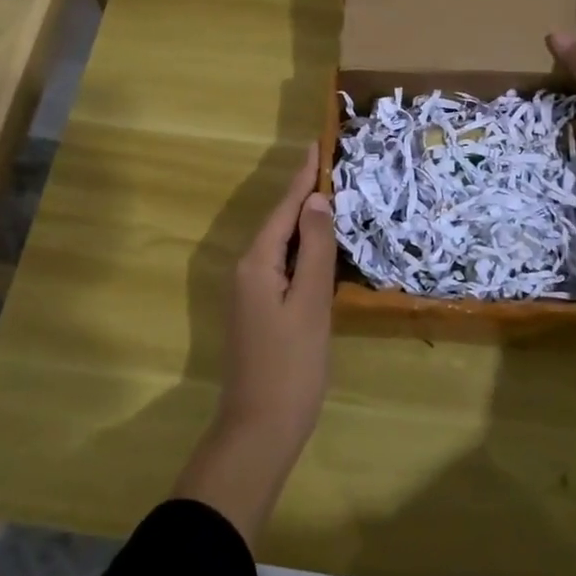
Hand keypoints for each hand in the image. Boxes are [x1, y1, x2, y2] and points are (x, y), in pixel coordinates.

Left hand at [220, 141, 336, 446]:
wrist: (259, 430)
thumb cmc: (291, 366)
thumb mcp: (310, 304)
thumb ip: (316, 250)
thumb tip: (316, 200)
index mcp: (257, 263)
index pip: (284, 208)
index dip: (302, 177)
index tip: (315, 145)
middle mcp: (246, 270)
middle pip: (279, 222)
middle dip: (303, 195)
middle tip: (329, 166)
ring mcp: (249, 293)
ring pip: (280, 245)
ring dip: (303, 222)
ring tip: (328, 197)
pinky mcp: (257, 311)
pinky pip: (281, 267)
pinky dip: (301, 251)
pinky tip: (318, 250)